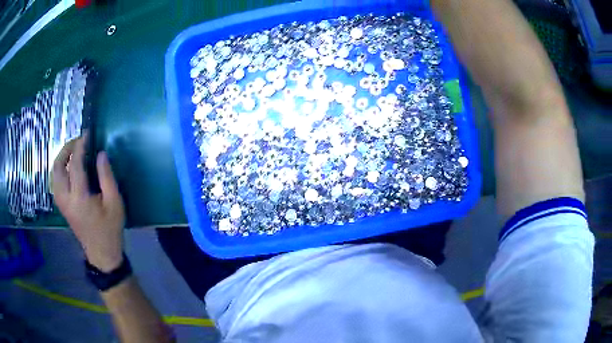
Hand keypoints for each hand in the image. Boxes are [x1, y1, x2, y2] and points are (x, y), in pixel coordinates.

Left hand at [52, 135, 125, 271]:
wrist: (101, 253)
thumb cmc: (110, 229)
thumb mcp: (114, 203)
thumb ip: (107, 177)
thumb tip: (101, 154)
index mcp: (79, 198)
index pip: (75, 165)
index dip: (80, 146)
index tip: (87, 134)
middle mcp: (65, 198)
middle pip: (58, 167)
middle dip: (66, 149)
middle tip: (78, 141)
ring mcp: (61, 203)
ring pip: (54, 173)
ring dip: (61, 158)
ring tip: (73, 151)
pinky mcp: (61, 205)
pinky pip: (55, 180)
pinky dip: (60, 168)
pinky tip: (69, 167)